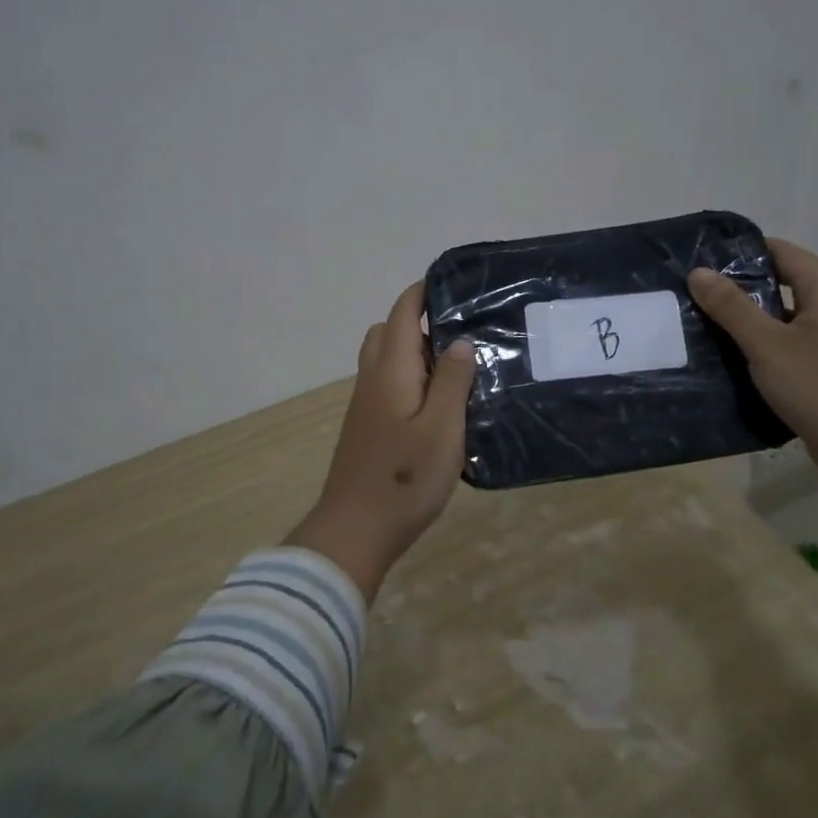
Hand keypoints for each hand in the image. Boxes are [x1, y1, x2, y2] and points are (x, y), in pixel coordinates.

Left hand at [286, 282, 477, 601]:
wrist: (355, 530)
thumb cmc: (404, 477)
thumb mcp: (442, 428)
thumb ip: (451, 381)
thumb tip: (459, 340)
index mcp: (390, 370)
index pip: (402, 312)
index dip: (423, 292)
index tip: (456, 287)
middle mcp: (372, 379)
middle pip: (388, 331)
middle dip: (420, 321)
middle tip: (462, 333)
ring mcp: (365, 404)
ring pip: (386, 360)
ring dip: (415, 353)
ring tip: (456, 368)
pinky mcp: (367, 427)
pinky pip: (388, 384)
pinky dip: (410, 378)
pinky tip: (438, 403)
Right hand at [687, 239, 817, 516]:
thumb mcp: (767, 345)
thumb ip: (731, 307)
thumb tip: (698, 271)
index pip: (780, 251)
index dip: (741, 253)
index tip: (701, 261)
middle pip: (781, 282)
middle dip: (739, 287)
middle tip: (695, 293)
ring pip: (784, 315)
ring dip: (749, 318)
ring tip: (704, 321)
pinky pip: (790, 342)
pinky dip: (764, 343)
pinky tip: (732, 355)